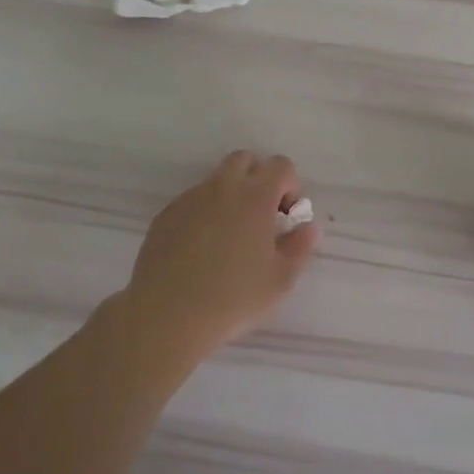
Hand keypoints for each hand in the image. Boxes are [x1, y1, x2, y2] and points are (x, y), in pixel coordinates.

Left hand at [117, 150, 318, 356]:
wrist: (168, 314)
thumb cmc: (234, 297)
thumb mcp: (280, 280)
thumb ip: (299, 248)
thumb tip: (307, 229)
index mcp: (255, 196)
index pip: (281, 165)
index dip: (290, 185)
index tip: (287, 216)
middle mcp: (222, 187)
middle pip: (245, 159)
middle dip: (258, 178)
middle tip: (261, 216)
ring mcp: (190, 198)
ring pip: (216, 180)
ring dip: (230, 195)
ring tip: (230, 236)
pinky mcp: (166, 215)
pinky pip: (192, 201)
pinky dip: (204, 212)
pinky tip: (201, 249)